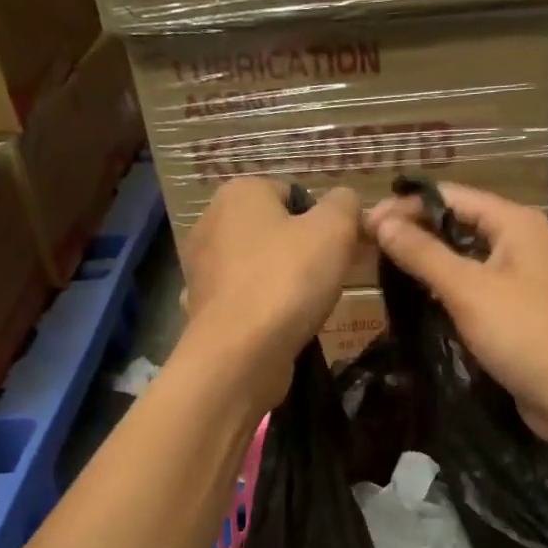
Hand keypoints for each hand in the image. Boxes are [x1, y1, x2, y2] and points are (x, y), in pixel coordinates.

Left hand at [179, 177, 363, 409]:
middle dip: (300, 252)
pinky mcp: (202, 309)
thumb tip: (346, 201)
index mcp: (239, 193)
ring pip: (257, 267)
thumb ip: (346, 205)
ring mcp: (201, 269)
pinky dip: (261, 311)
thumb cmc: (287, 281)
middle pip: (273, 231)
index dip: (321, 221)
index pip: (292, 193)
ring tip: (304, 307)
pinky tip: (277, 327)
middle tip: (326, 279)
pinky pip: (243, 301)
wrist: (240, 354)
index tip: (338, 251)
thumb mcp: (335, 230)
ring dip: (281, 283)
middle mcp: (210, 223)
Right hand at [367, 184, 547, 447]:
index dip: (407, 207)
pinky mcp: (521, 315)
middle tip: (370, 251)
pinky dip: (450, 295)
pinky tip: (422, 306)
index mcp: (516, 224)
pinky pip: (478, 293)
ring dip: (432, 266)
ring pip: (468, 262)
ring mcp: (524, 281)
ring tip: (386, 275)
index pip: (452, 197)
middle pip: (461, 226)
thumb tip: (381, 221)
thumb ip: (423, 254)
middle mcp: (523, 244)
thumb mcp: (468, 289)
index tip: (365, 225)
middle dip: (417, 235)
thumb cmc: (526, 333)